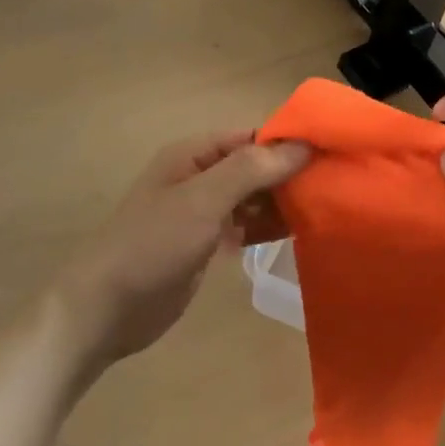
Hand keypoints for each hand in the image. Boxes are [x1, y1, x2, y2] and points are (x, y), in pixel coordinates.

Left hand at [55, 132, 309, 371]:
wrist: (107, 309)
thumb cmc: (152, 245)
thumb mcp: (202, 201)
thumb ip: (250, 170)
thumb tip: (302, 145)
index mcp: (193, 156)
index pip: (251, 137)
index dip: (289, 143)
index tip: (331, 154)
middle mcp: (200, 178)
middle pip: (255, 167)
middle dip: (291, 175)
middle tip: (337, 187)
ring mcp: (204, 214)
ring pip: (254, 199)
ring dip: (284, 203)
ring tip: (327, 209)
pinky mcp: (208, 245)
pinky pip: (247, 227)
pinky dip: (269, 228)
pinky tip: (300, 234)